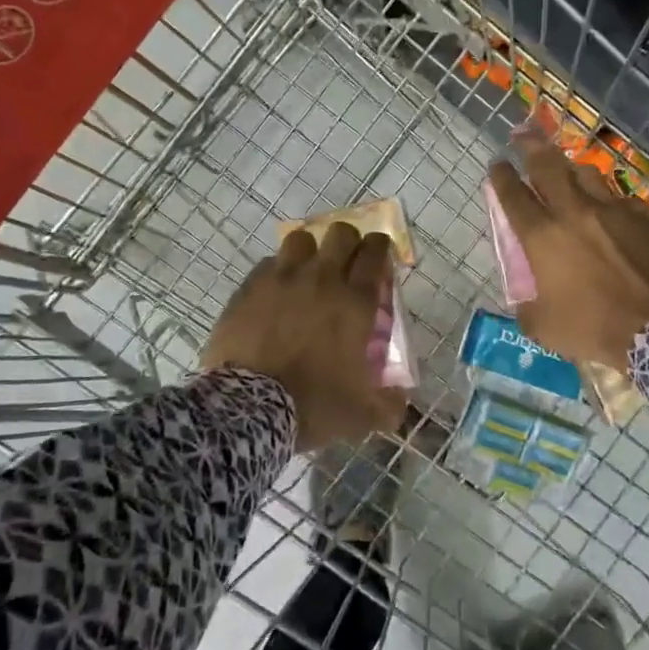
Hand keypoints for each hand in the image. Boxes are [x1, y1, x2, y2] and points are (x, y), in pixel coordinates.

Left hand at [203, 222, 405, 450]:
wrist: (249, 408)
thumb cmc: (313, 405)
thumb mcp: (362, 415)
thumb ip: (388, 405)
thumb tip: (399, 400)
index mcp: (356, 302)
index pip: (375, 253)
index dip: (380, 248)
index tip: (380, 256)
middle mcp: (323, 279)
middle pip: (341, 234)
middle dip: (349, 242)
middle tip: (347, 263)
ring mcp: (283, 279)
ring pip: (301, 240)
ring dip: (310, 251)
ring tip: (308, 271)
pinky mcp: (250, 288)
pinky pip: (268, 264)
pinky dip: (277, 272)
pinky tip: (276, 292)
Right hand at [487, 132, 648, 369]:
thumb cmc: (594, 328)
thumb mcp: (543, 327)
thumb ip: (527, 307)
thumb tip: (527, 299)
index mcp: (542, 237)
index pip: (513, 195)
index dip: (501, 177)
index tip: (497, 166)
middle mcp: (573, 212)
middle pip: (547, 166)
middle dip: (531, 147)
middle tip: (522, 135)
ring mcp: (611, 210)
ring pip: (585, 173)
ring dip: (570, 168)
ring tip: (566, 169)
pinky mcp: (642, 217)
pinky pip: (618, 198)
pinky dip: (607, 199)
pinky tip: (609, 208)